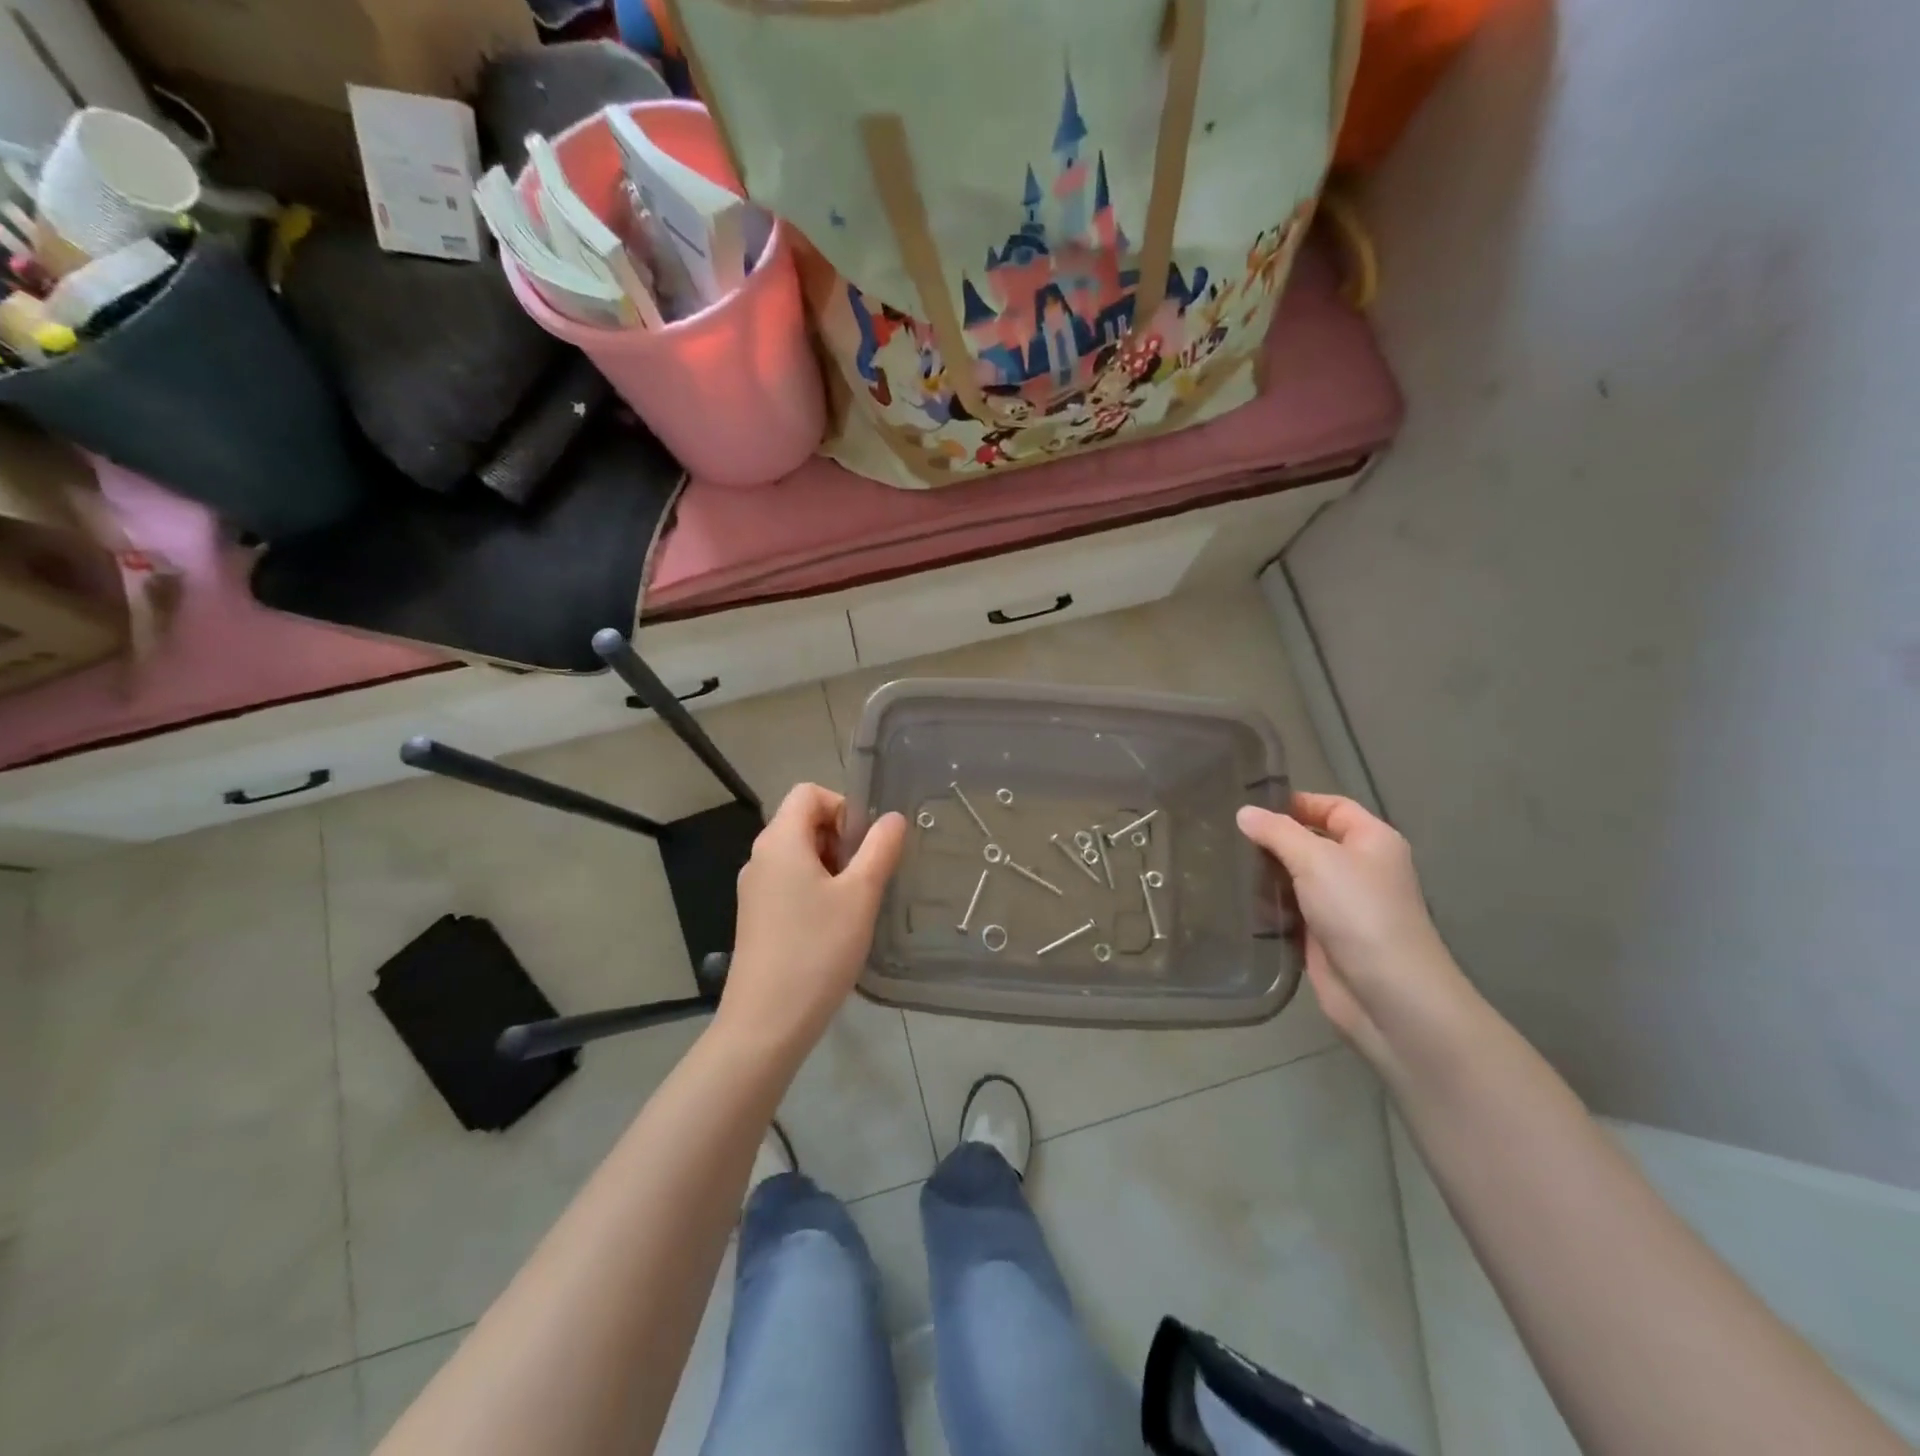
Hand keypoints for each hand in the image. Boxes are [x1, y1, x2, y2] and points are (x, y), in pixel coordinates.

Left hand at [719, 784, 906, 1057]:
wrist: (766, 1023)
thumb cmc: (817, 950)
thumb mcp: (860, 896)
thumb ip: (880, 849)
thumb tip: (893, 818)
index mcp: (779, 841)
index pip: (809, 793)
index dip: (843, 806)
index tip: (866, 845)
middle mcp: (760, 857)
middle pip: (803, 821)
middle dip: (841, 839)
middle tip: (865, 877)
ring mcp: (754, 889)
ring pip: (799, 855)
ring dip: (831, 866)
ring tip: (854, 905)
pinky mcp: (756, 917)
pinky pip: (789, 883)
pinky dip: (816, 889)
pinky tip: (834, 927)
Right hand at [1237, 793, 1470, 1068]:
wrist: (1387, 994)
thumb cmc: (1359, 912)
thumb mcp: (1316, 859)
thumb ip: (1278, 832)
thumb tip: (1244, 812)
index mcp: (1371, 841)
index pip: (1332, 807)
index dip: (1296, 802)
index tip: (1250, 805)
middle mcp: (1359, 869)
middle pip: (1310, 842)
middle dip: (1272, 838)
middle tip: (1224, 833)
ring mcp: (1340, 905)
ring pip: (1296, 878)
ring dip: (1265, 873)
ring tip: (1220, 862)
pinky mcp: (1322, 936)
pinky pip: (1289, 910)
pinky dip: (1266, 905)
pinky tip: (1233, 899)